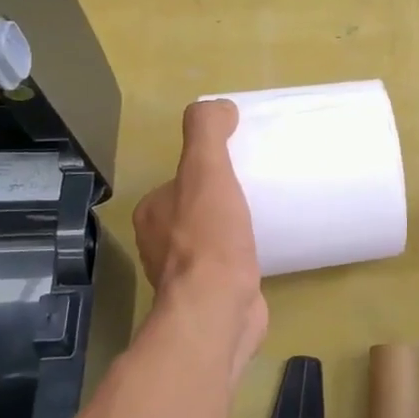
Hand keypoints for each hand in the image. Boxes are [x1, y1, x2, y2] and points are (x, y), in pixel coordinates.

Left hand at [133, 99, 267, 368]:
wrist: (217, 310)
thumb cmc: (209, 239)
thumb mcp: (206, 171)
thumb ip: (206, 133)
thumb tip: (219, 107)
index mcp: (153, 213)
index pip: (180, 182)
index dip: (207, 171)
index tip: (239, 166)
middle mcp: (160, 244)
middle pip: (195, 210)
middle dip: (221, 201)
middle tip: (258, 189)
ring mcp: (184, 275)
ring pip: (210, 240)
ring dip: (231, 231)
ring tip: (265, 218)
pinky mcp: (209, 297)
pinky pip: (226, 267)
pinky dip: (241, 258)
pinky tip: (264, 253)